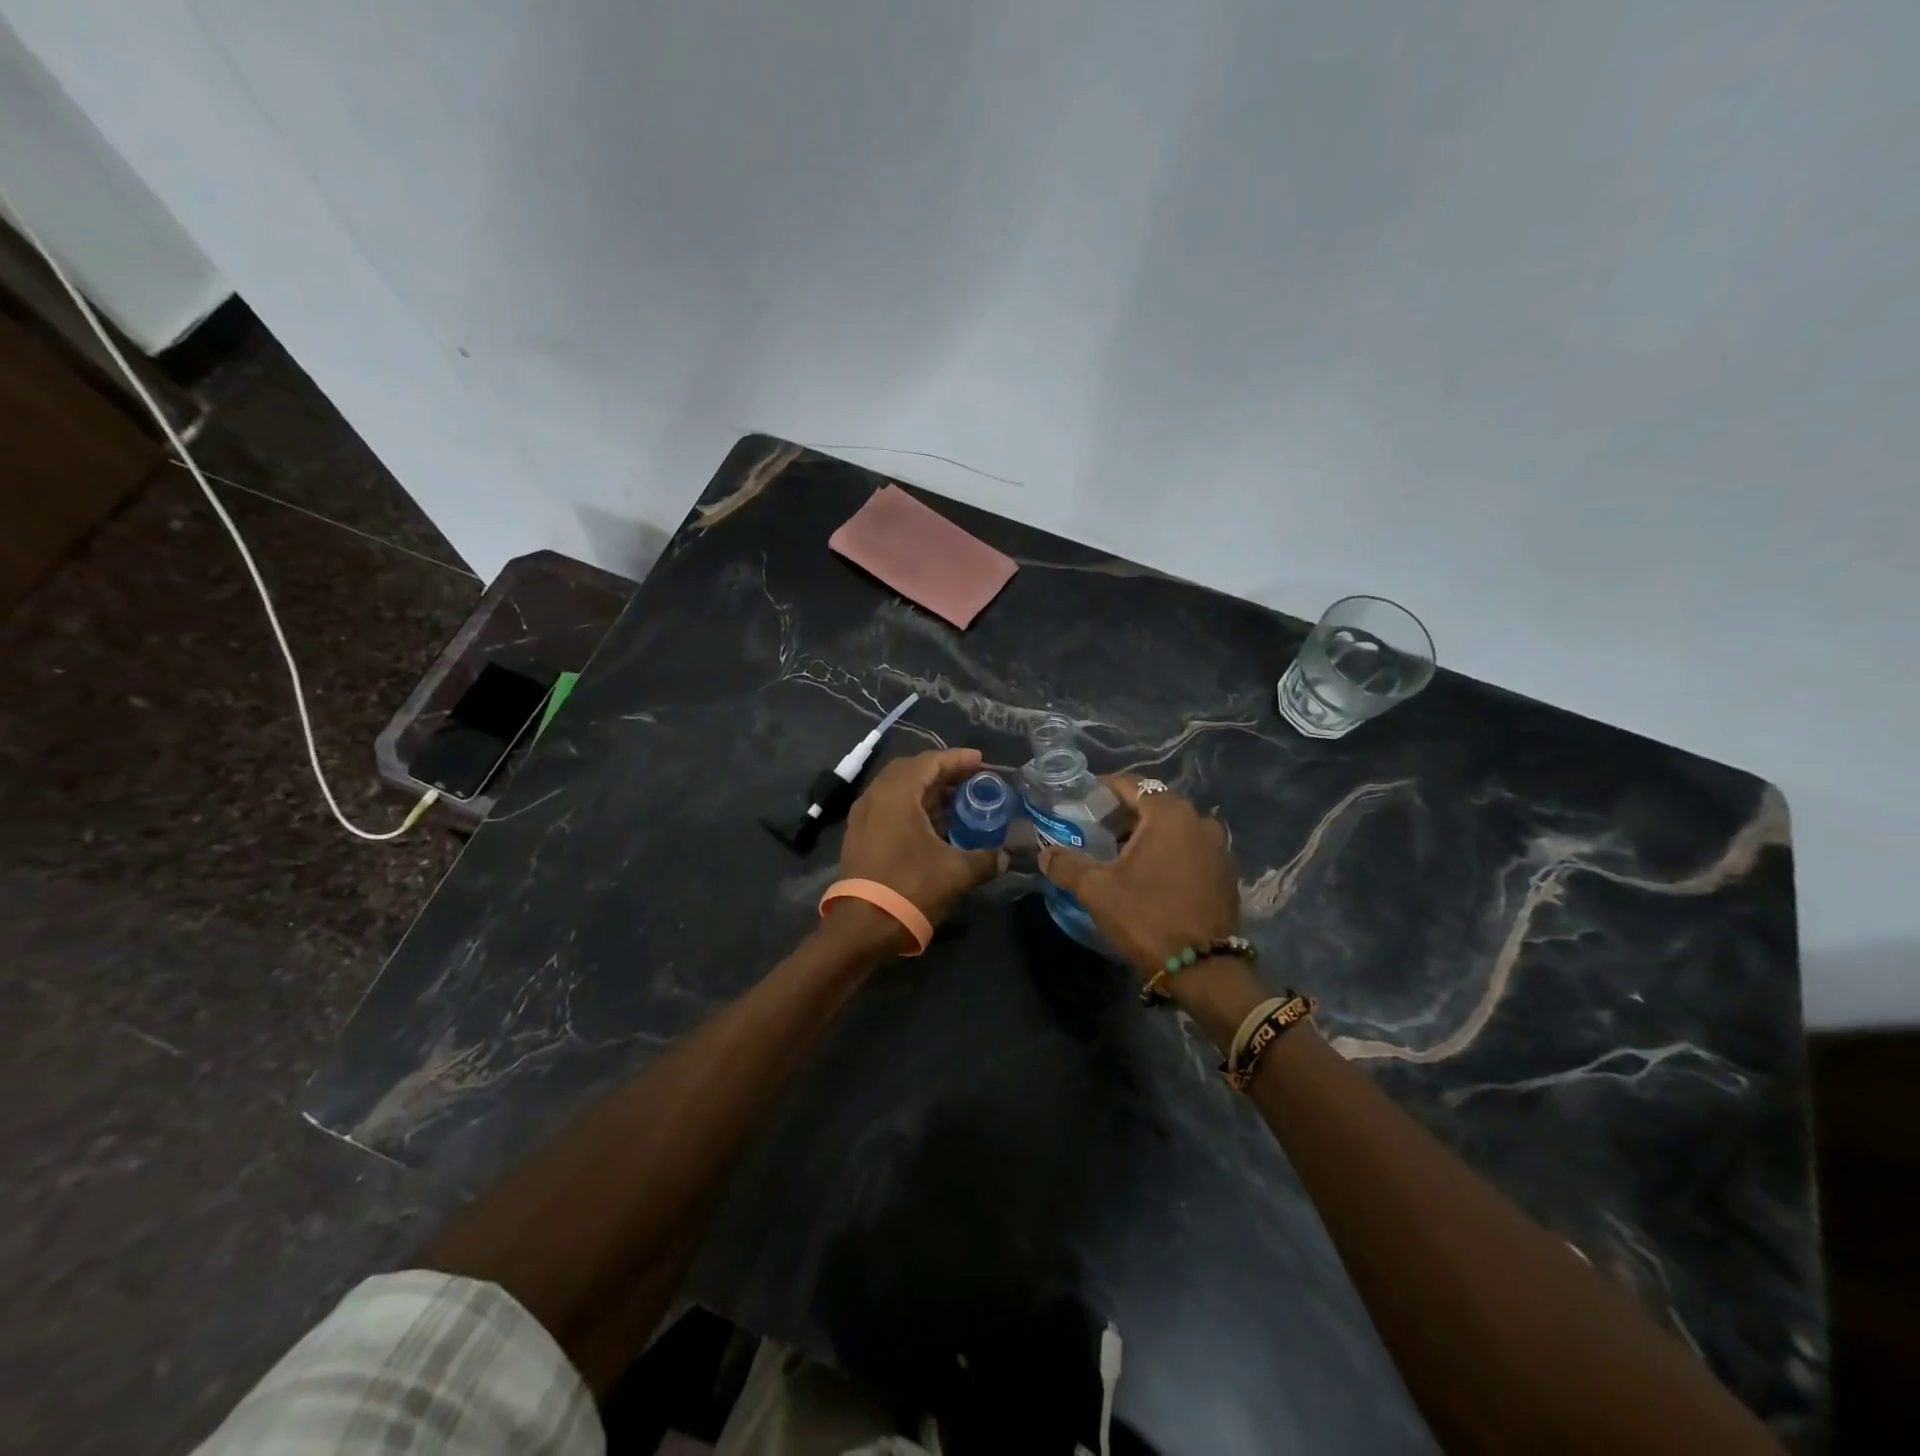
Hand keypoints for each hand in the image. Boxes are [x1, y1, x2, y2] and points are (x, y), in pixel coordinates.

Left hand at [839, 747, 1006, 927]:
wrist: (863, 925)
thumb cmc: (910, 887)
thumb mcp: (956, 872)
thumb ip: (985, 859)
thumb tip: (1005, 856)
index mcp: (897, 793)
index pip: (929, 761)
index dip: (957, 759)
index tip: (980, 760)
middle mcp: (875, 796)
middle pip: (911, 770)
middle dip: (941, 772)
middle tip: (969, 779)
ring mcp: (863, 816)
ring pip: (897, 790)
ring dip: (926, 791)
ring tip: (956, 802)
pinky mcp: (859, 835)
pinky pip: (888, 807)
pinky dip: (912, 807)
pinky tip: (933, 825)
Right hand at [1039, 775, 1241, 980]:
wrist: (1203, 970)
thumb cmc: (1147, 917)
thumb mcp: (1096, 890)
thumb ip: (1066, 864)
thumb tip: (1045, 853)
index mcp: (1170, 814)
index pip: (1132, 784)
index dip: (1103, 789)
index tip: (1082, 801)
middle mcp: (1200, 821)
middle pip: (1155, 805)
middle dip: (1125, 814)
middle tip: (1097, 830)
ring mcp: (1219, 847)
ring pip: (1175, 828)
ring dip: (1149, 835)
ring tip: (1122, 854)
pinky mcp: (1226, 873)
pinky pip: (1191, 849)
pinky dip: (1170, 852)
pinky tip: (1152, 875)